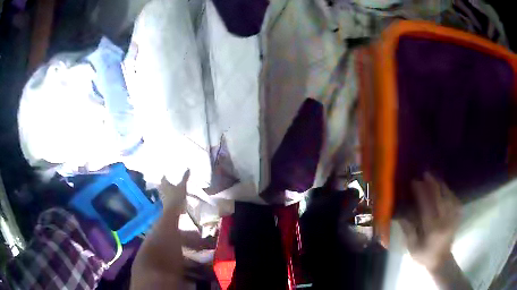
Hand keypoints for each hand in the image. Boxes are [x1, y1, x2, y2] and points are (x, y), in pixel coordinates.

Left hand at [158, 169, 189, 208]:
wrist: (173, 211)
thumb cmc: (176, 197)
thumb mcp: (182, 186)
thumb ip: (185, 178)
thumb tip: (188, 169)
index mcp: (165, 184)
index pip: (163, 178)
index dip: (165, 176)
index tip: (167, 174)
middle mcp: (162, 190)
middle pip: (162, 185)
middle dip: (165, 184)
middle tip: (170, 182)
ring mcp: (163, 198)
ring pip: (164, 192)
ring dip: (167, 191)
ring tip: (172, 190)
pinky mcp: (165, 204)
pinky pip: (167, 199)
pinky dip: (170, 198)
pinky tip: (174, 199)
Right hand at [400, 172, 460, 270]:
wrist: (441, 261)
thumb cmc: (425, 255)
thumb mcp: (413, 248)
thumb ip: (408, 231)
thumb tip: (402, 215)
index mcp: (432, 229)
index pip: (426, 205)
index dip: (421, 192)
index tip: (414, 182)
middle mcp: (445, 221)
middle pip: (439, 197)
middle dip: (432, 184)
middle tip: (425, 174)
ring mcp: (453, 218)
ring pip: (448, 196)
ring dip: (441, 185)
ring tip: (435, 178)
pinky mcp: (457, 217)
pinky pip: (455, 200)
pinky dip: (449, 192)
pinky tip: (445, 188)